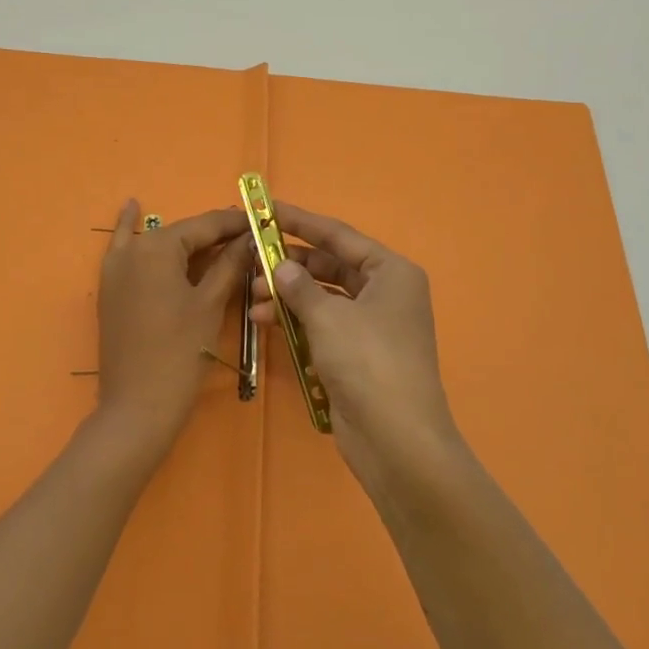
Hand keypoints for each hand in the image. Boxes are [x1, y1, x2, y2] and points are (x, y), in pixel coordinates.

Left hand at [93, 199, 251, 460]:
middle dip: (215, 236)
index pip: (205, 225)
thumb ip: (229, 264)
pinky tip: (132, 206)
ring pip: (160, 244)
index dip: (237, 224)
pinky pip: (125, 250)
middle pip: (182, 234)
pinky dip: (129, 228)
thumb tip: (250, 236)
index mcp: (158, 247)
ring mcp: (115, 268)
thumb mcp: (210, 304)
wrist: (138, 406)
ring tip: (219, 239)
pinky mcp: (111, 288)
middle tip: (249, 238)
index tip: (264, 220)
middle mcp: (132, 248)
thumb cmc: (181, 353)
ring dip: (187, 242)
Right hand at [249, 203, 465, 502]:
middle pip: (330, 266)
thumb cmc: (368, 362)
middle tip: (251, 261)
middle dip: (290, 264)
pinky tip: (264, 321)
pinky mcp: (358, 354)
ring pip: (323, 297)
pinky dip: (296, 321)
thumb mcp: (329, 317)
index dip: (300, 221)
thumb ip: (300, 286)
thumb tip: (282, 266)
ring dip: (288, 295)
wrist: (397, 438)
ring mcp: (373, 325)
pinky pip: (322, 325)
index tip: (267, 209)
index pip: (338, 236)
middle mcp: (385, 292)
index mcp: (390, 272)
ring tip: (252, 297)